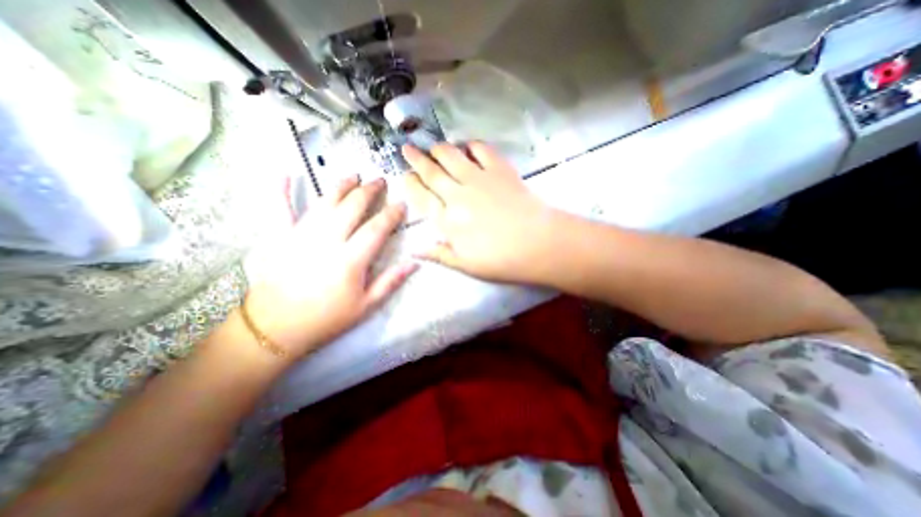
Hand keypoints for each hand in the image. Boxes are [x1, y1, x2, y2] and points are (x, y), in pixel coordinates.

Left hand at [244, 174, 416, 359]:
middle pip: (352, 208)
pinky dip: (282, 191)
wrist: (276, 328)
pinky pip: (281, 209)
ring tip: (353, 175)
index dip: (391, 214)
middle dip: (369, 191)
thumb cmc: (327, 318)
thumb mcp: (366, 306)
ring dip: (341, 187)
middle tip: (379, 181)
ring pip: (325, 203)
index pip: (377, 229)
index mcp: (351, 260)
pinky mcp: (280, 237)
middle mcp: (328, 241)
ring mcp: (301, 236)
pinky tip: (286, 174)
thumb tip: (414, 263)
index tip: (401, 204)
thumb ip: (390, 282)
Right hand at [405, 144, 568, 283]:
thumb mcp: (466, 265)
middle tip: (407, 148)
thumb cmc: (501, 260)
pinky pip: (481, 149)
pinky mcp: (499, 170)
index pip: (422, 197)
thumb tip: (414, 251)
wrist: (538, 245)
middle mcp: (458, 195)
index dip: (411, 184)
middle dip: (416, 159)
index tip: (405, 175)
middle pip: (432, 172)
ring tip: (433, 146)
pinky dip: (471, 145)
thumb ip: (439, 254)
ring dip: (439, 149)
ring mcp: (479, 179)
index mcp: (448, 221)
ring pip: (451, 156)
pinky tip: (467, 146)